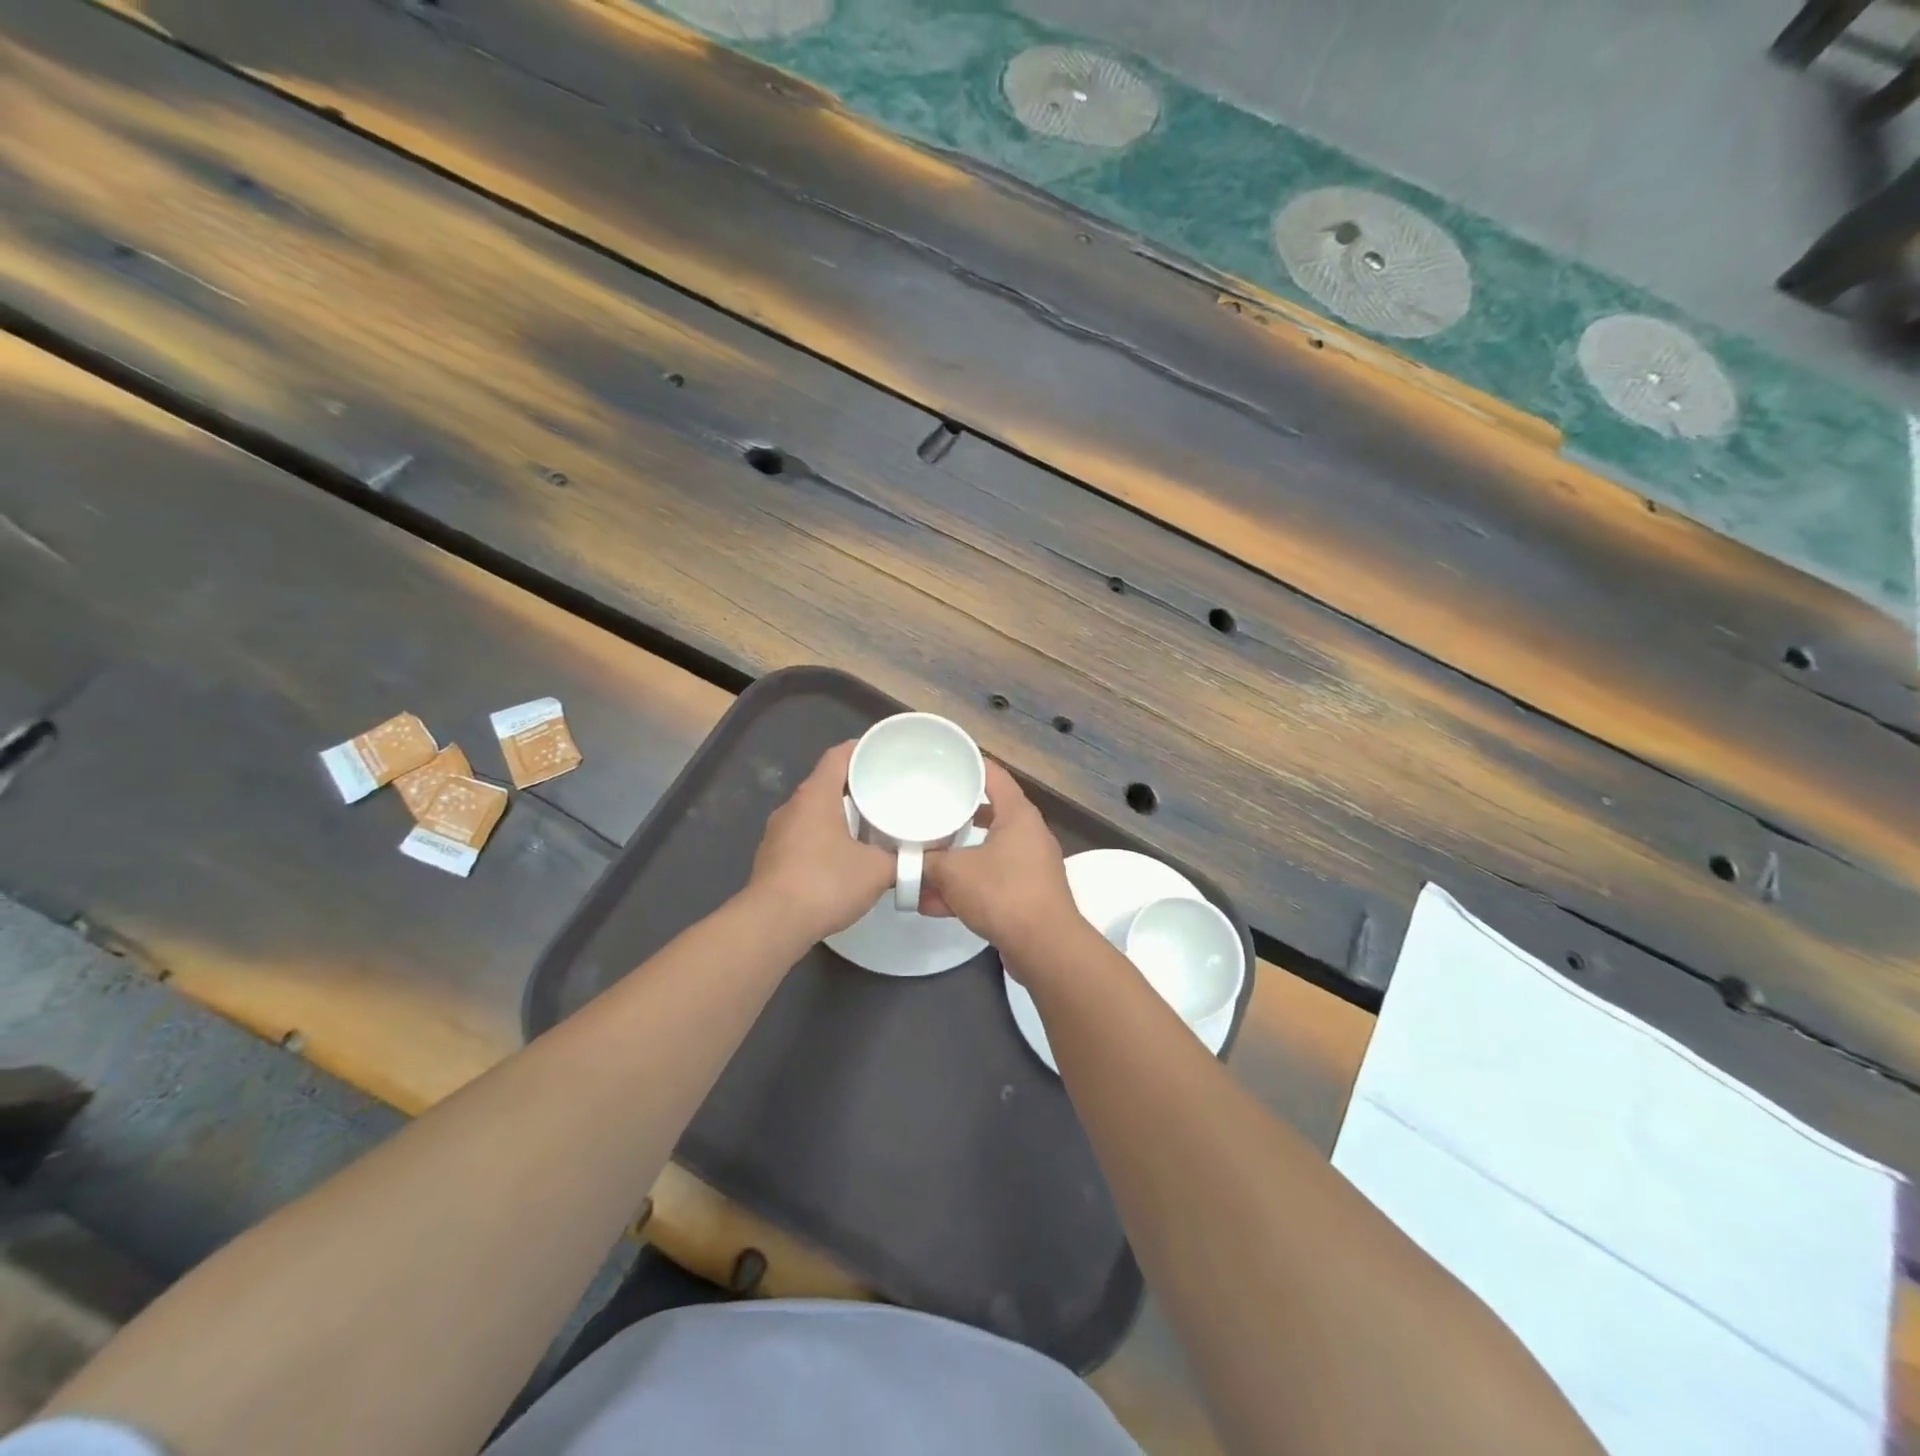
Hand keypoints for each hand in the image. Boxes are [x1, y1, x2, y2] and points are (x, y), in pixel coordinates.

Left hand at [746, 741, 893, 943]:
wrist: (772, 924)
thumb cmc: (826, 883)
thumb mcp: (877, 871)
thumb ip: (902, 860)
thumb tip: (920, 859)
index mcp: (815, 795)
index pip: (838, 756)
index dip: (861, 749)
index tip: (884, 753)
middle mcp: (792, 807)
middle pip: (826, 783)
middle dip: (855, 785)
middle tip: (886, 792)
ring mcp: (777, 833)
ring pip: (813, 812)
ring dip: (839, 814)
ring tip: (869, 825)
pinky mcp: (772, 858)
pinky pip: (803, 835)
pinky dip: (824, 838)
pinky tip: (843, 857)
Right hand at [922, 761, 1077, 970]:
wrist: (1044, 946)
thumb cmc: (1002, 892)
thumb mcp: (954, 872)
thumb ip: (927, 862)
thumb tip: (905, 860)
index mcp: (1018, 815)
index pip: (994, 775)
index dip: (969, 765)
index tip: (944, 761)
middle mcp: (1028, 835)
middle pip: (987, 816)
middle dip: (954, 819)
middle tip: (926, 814)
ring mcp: (1030, 867)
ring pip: (984, 855)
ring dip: (954, 864)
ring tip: (920, 868)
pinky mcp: (1027, 895)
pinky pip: (989, 883)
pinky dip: (964, 890)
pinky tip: (931, 904)